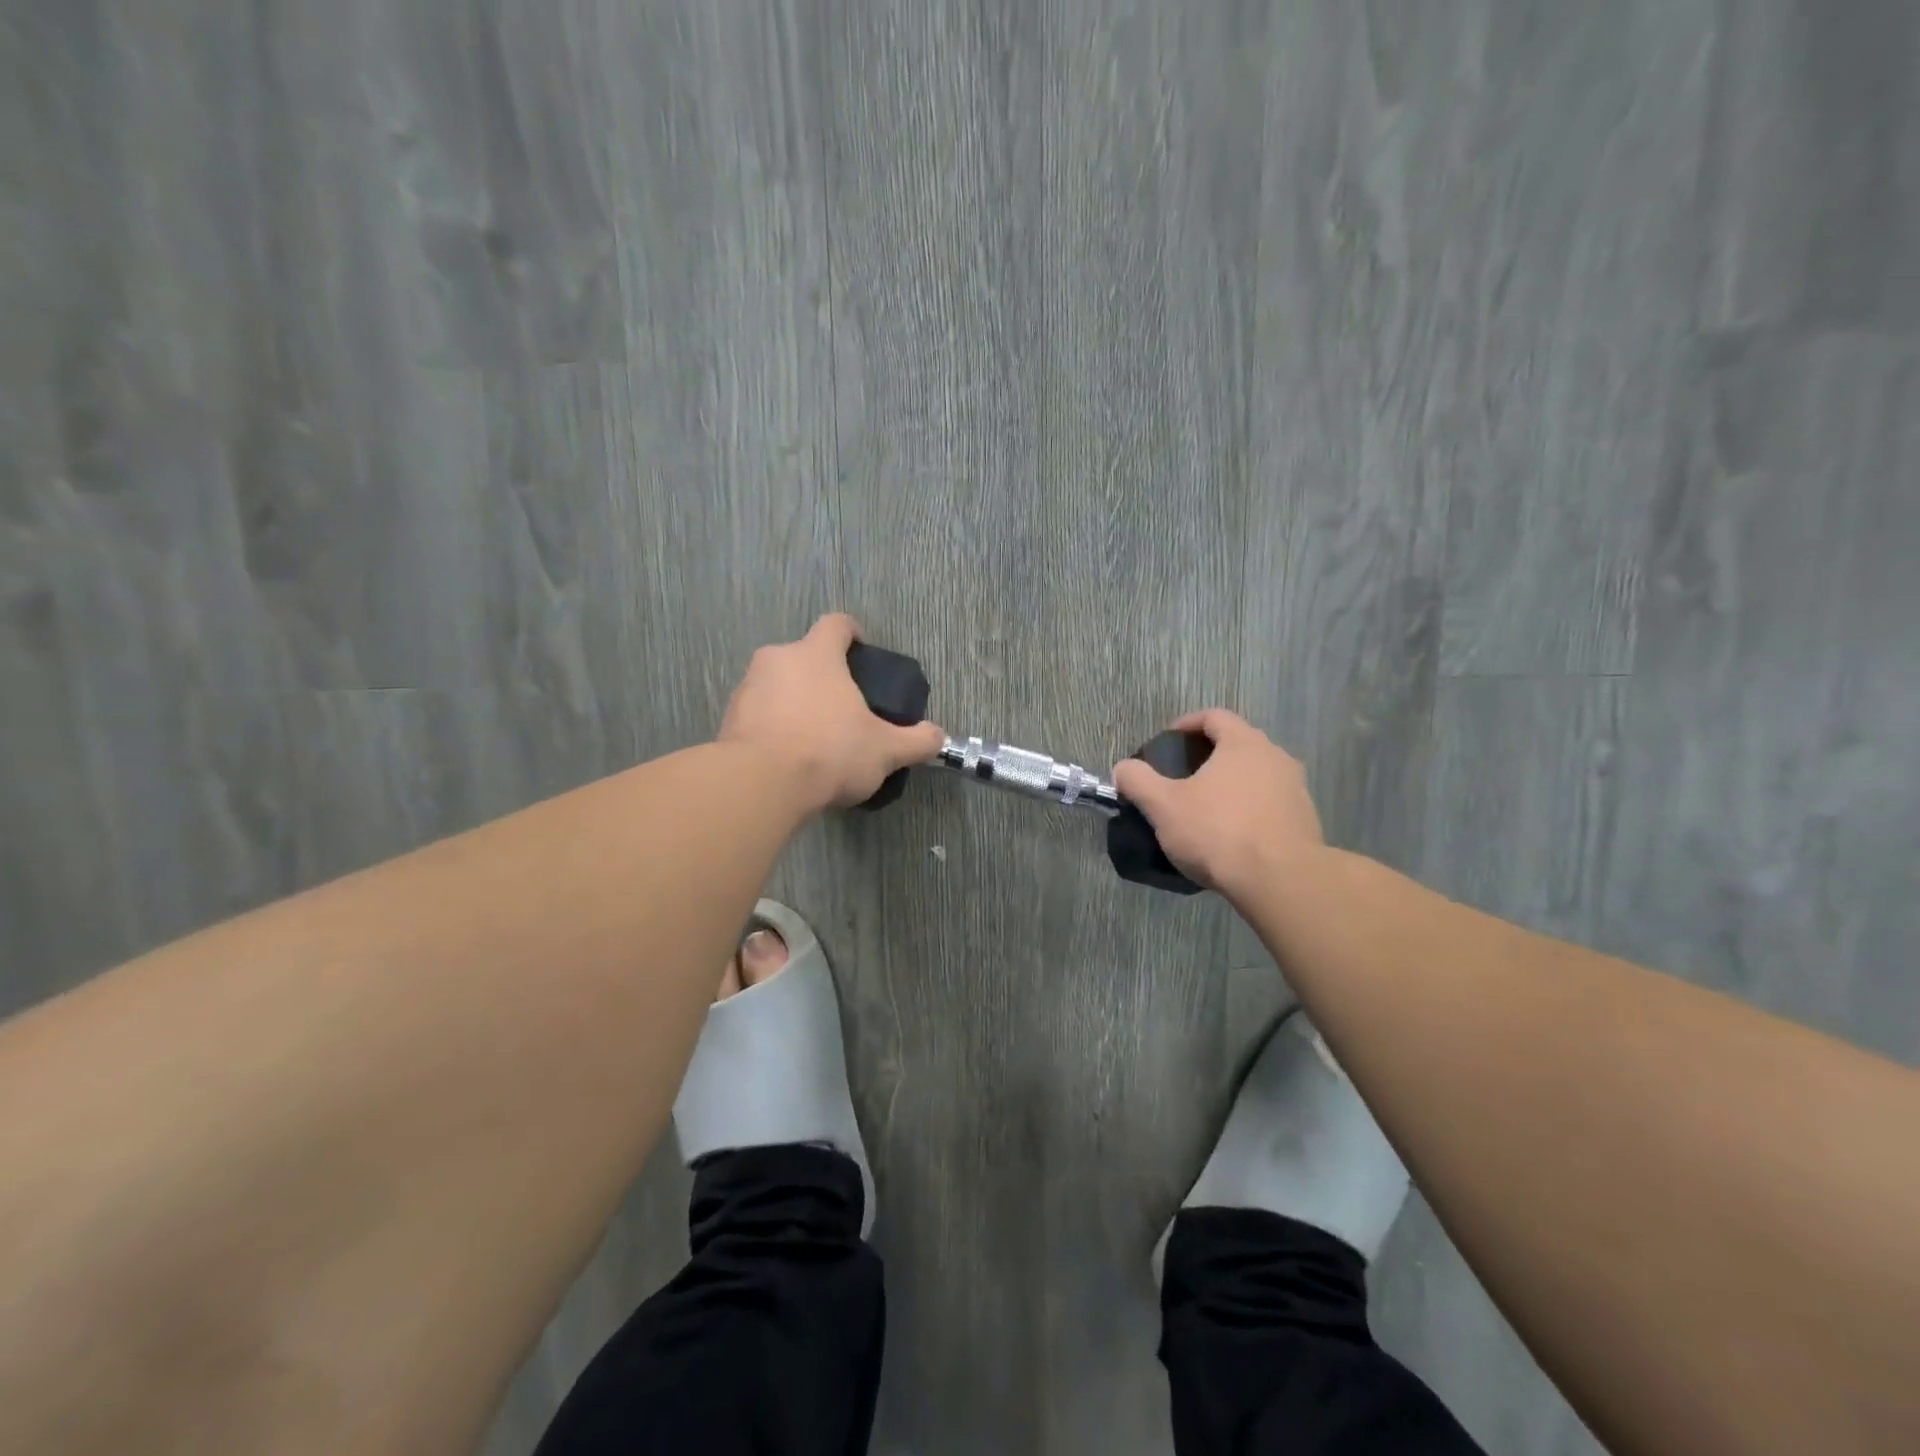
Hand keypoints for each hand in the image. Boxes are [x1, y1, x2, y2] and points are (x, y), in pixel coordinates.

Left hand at [720, 614, 946, 812]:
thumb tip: (939, 736)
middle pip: (804, 655)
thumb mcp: (885, 751)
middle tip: (841, 706)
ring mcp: (748, 687)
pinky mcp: (728, 718)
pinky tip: (786, 755)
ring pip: (777, 684)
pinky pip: (757, 712)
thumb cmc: (829, 752)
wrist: (760, 785)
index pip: (836, 624)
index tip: (860, 650)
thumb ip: (916, 741)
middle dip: (822, 675)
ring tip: (812, 736)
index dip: (851, 633)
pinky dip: (772, 725)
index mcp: (816, 655)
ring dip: (794, 700)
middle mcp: (778, 659)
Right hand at [1111, 709, 1324, 902]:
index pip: (1214, 716)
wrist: (1280, 880)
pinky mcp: (1306, 820)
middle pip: (1238, 744)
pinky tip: (1233, 835)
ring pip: (1257, 775)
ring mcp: (1296, 789)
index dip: (1186, 724)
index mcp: (1243, 743)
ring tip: (1207, 809)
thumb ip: (1138, 781)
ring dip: (1232, 784)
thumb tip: (1123, 768)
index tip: (1167, 743)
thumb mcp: (1163, 806)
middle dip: (1209, 756)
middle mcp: (1276, 757)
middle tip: (1183, 778)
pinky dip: (1250, 810)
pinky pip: (1271, 804)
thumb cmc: (1218, 832)